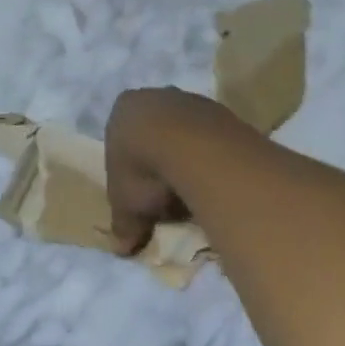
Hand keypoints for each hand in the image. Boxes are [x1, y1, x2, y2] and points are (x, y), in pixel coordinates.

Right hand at [103, 88, 204, 254]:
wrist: (194, 148)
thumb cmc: (144, 169)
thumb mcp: (126, 206)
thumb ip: (123, 225)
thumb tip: (121, 249)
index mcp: (124, 110)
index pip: (121, 136)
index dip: (128, 164)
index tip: (138, 189)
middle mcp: (156, 96)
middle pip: (155, 131)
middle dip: (160, 158)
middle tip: (165, 191)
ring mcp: (192, 100)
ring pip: (186, 132)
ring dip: (188, 157)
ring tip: (192, 190)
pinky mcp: (223, 110)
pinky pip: (213, 138)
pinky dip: (212, 157)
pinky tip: (214, 180)